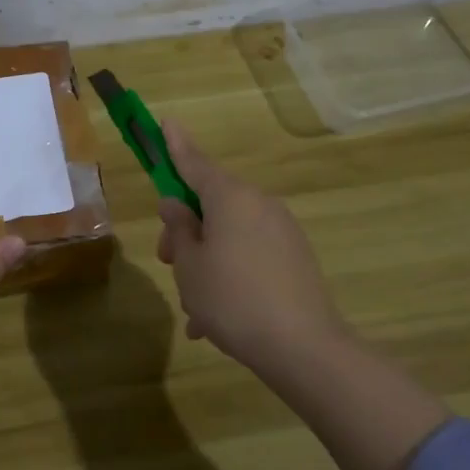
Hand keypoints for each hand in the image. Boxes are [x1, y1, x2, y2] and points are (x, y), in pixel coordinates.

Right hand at [155, 120, 348, 373]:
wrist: (303, 348)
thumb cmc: (231, 299)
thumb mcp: (190, 265)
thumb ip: (180, 229)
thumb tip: (177, 205)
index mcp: (231, 197)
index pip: (194, 163)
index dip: (175, 145)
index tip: (166, 121)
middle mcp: (259, 204)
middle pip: (211, 204)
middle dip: (186, 230)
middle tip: (167, 262)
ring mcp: (282, 230)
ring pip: (229, 234)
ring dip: (206, 261)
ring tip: (194, 309)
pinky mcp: (295, 258)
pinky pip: (250, 255)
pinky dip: (230, 275)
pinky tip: (215, 319)